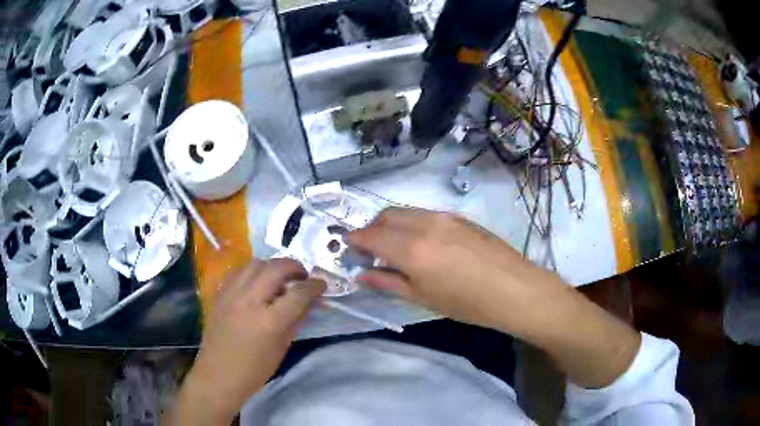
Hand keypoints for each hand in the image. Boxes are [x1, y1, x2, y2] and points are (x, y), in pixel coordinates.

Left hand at [168, 259, 324, 423]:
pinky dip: (253, 270)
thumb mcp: (282, 347)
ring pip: (255, 263)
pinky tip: (257, 281)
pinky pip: (238, 271)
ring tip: (280, 276)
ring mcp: (231, 294)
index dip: (314, 286)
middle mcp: (249, 301)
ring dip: (272, 265)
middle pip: (276, 269)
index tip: (321, 284)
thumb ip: (296, 320)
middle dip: (294, 267)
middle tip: (302, 275)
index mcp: (269, 321)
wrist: (219, 374)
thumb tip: (310, 301)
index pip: (298, 293)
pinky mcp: (219, 294)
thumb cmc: (255, 369)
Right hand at [348, 207, 564, 334]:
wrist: (514, 289)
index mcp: (411, 248)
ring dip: (391, 225)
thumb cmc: (466, 303)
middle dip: (371, 229)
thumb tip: (361, 275)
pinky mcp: (458, 216)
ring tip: (394, 247)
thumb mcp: (423, 298)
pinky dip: (411, 223)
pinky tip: (420, 243)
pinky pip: (424, 214)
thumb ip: (388, 283)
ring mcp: (443, 216)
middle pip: (385, 216)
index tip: (348, 248)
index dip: (355, 240)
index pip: (370, 236)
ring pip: (405, 212)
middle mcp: (424, 224)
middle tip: (370, 251)